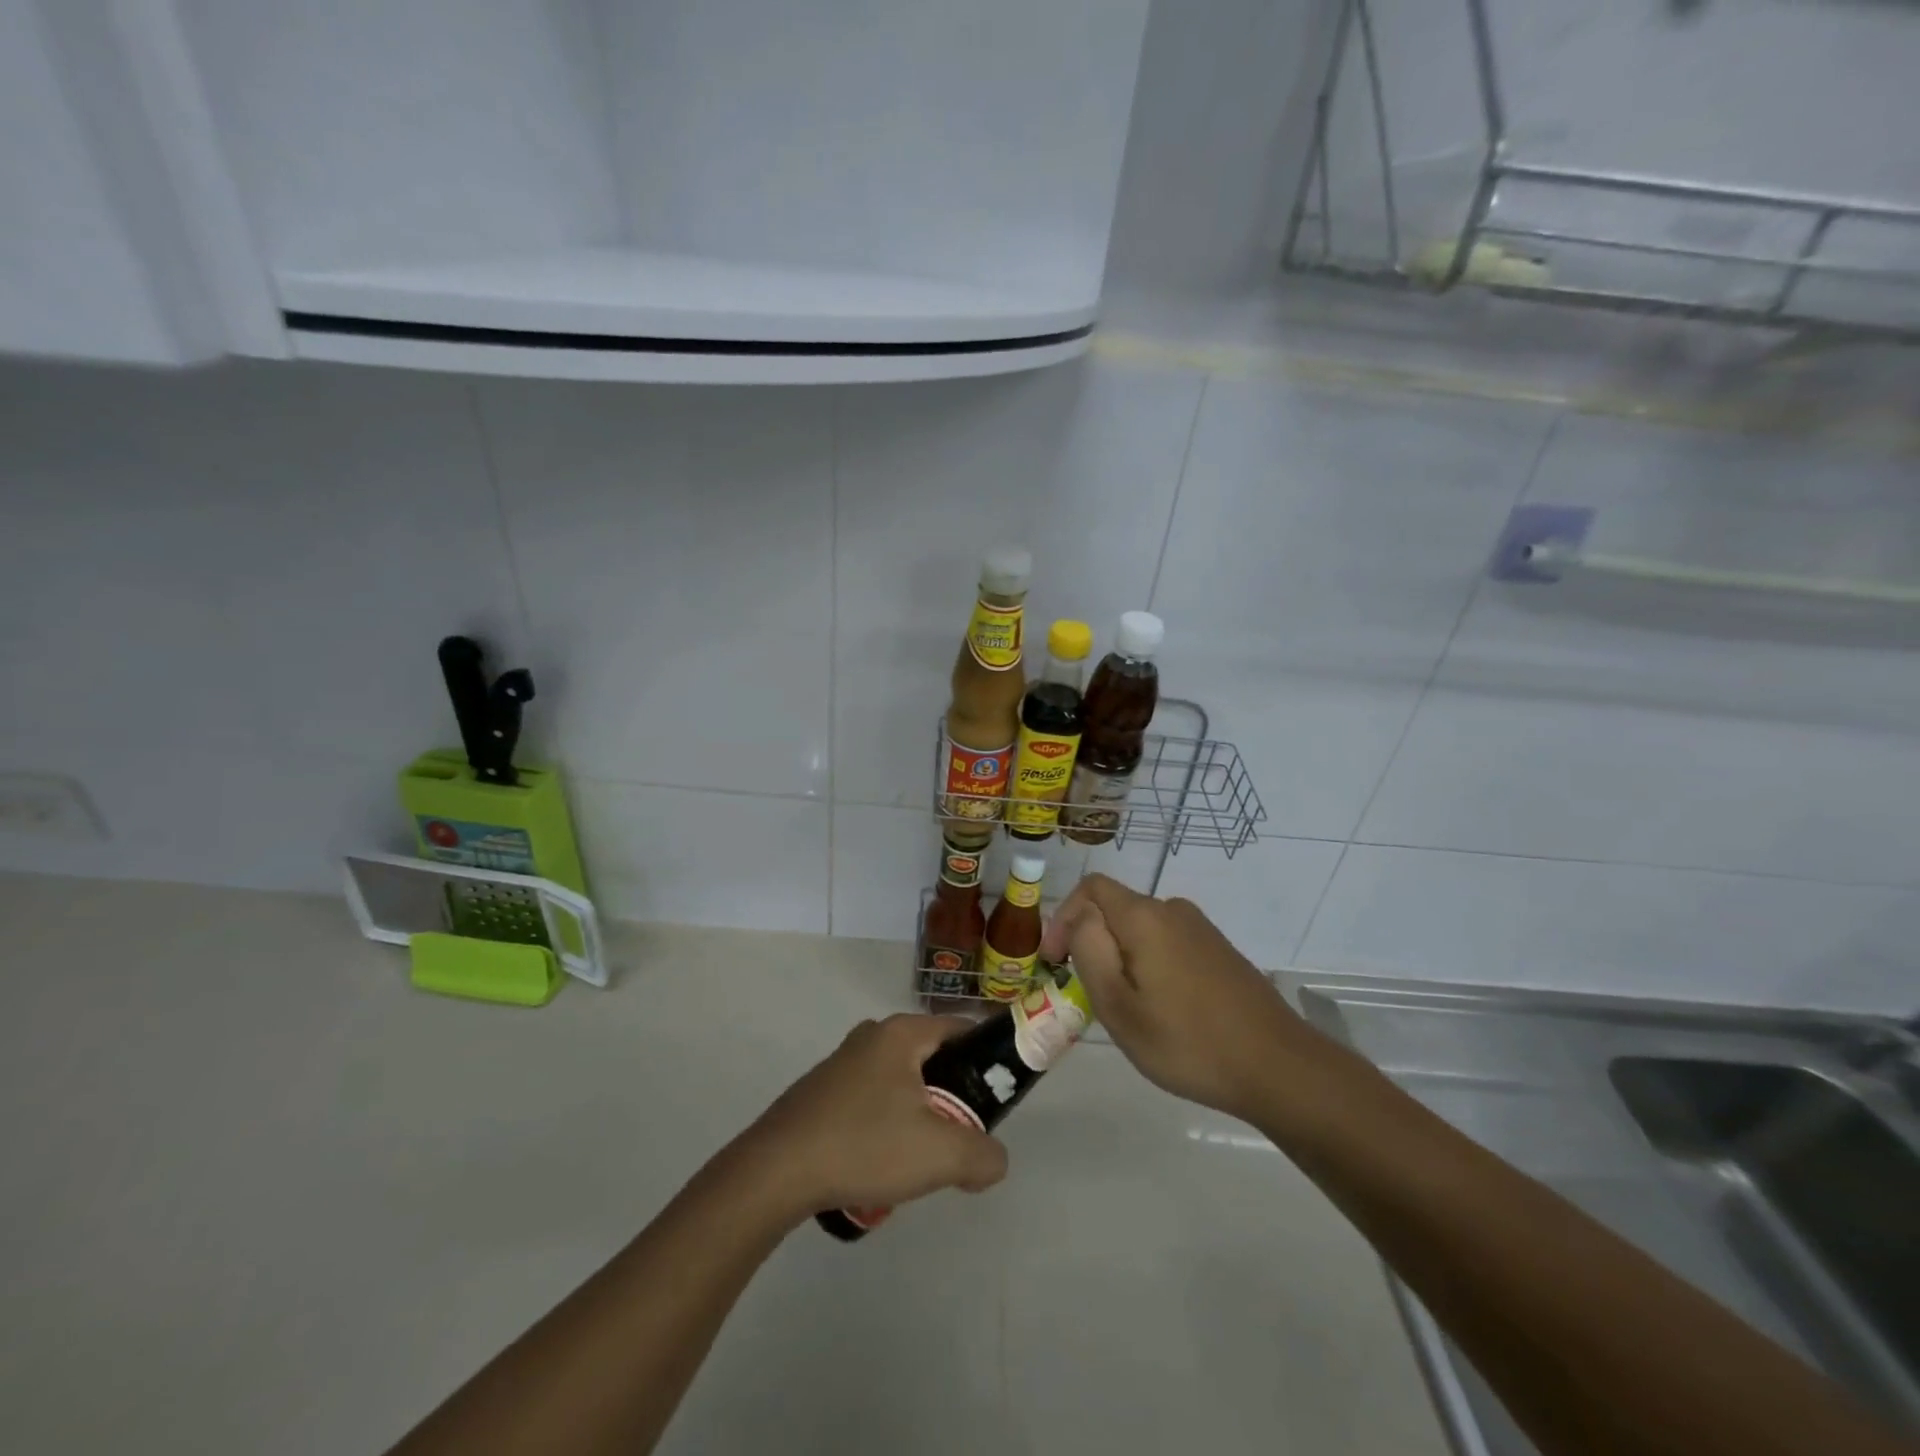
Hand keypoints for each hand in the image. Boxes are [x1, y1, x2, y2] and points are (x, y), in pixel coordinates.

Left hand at [736, 1014, 1008, 1221]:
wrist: (775, 1172)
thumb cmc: (864, 1145)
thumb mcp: (940, 1155)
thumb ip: (983, 1155)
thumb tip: (993, 1159)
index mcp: (901, 1033)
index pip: (961, 1029)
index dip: (987, 1060)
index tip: (996, 1099)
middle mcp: (872, 1036)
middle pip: (931, 1059)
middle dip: (951, 1097)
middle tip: (958, 1138)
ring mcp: (841, 1063)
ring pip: (900, 1084)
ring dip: (916, 1117)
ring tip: (915, 1161)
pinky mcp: (820, 1092)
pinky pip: (870, 1101)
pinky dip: (884, 1127)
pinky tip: (877, 1165)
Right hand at [1039, 874, 1314, 1121]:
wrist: (1278, 1067)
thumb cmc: (1187, 1041)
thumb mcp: (1119, 1006)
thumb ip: (1089, 950)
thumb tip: (1080, 917)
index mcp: (1145, 917)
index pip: (1090, 888)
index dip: (1063, 917)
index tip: (1054, 962)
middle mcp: (1173, 910)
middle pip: (1115, 909)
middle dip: (1091, 942)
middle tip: (1088, 994)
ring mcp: (1201, 929)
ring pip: (1141, 930)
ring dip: (1120, 957)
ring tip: (1124, 1008)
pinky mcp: (1219, 951)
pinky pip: (1167, 944)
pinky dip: (1149, 965)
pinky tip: (1161, 1010)